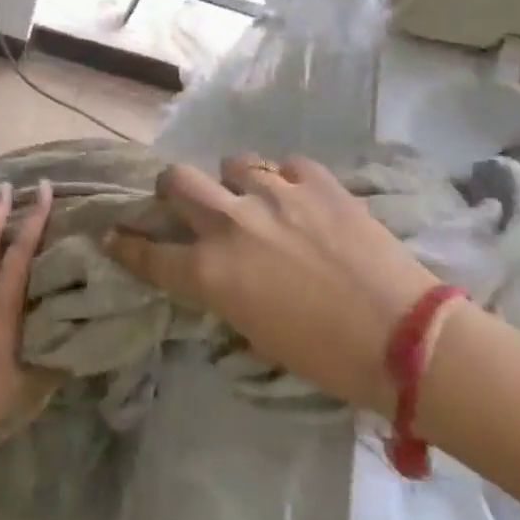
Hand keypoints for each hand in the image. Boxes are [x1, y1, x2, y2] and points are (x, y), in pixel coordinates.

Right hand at [106, 155, 441, 413]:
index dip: (125, 243)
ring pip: (234, 162)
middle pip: (176, 181)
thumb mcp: (255, 333)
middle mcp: (232, 224)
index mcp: (212, 272)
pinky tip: (304, 200)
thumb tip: (216, 273)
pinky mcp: (319, 182)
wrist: (405, 339)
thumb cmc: (325, 357)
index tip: (113, 233)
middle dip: (172, 189)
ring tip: (258, 198)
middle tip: (187, 201)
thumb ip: (224, 292)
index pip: (148, 252)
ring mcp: (276, 195)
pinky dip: (290, 181)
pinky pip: (289, 165)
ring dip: (237, 181)